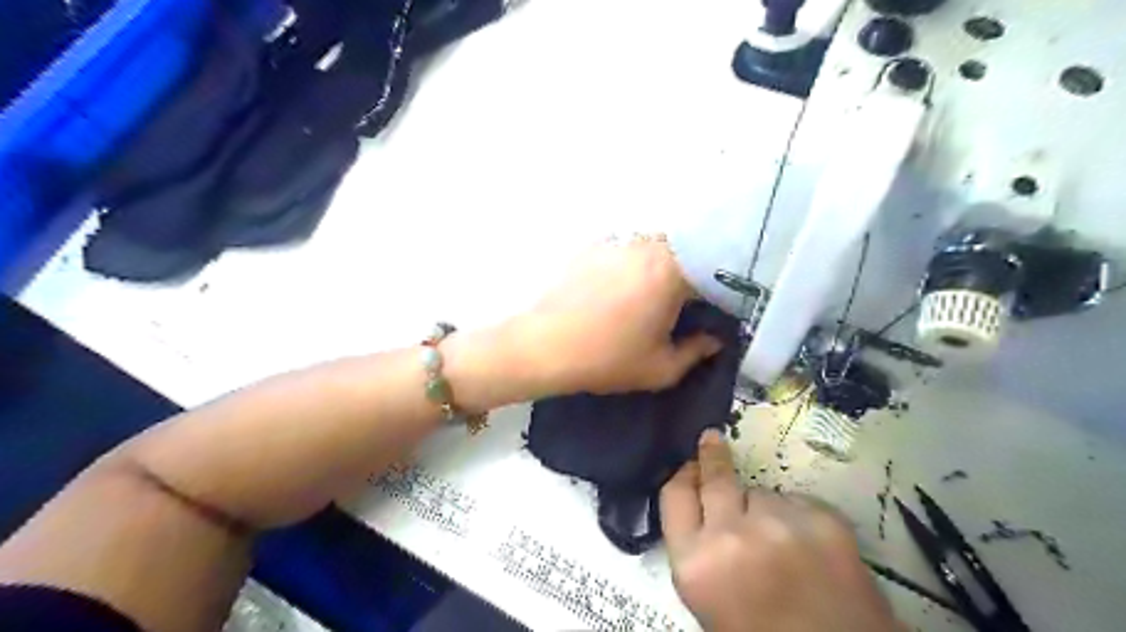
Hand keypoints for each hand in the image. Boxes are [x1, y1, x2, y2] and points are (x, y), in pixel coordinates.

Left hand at [518, 237, 721, 394]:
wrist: (544, 347)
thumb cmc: (608, 359)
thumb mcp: (661, 368)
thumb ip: (696, 352)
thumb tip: (715, 340)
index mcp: (672, 271)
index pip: (712, 271)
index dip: (718, 290)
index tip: (716, 309)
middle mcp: (647, 246)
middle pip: (683, 251)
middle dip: (690, 273)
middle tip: (685, 302)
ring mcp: (616, 242)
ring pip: (652, 246)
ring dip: (660, 265)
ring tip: (652, 294)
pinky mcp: (591, 247)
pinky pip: (624, 248)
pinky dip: (631, 262)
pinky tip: (620, 287)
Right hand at [661, 432, 897, 629]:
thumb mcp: (708, 600)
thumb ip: (698, 550)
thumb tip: (702, 505)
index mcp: (696, 564)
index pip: (675, 494)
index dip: (682, 476)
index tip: (689, 465)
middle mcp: (732, 534)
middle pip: (716, 477)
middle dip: (713, 457)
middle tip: (712, 440)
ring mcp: (781, 523)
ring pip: (762, 493)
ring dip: (763, 508)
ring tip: (780, 541)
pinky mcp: (825, 519)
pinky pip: (798, 502)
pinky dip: (798, 517)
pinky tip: (809, 546)